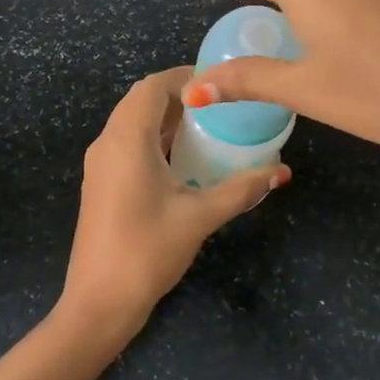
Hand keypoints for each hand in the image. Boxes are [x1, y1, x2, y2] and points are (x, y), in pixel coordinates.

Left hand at [61, 67, 287, 339]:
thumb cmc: (147, 250)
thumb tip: (281, 171)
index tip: (220, 82)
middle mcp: (107, 142)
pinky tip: (185, 160)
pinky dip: (155, 140)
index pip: (152, 86)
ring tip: (209, 127)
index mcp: (127, 139)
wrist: (98, 302)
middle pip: (141, 100)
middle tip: (220, 105)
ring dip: (166, 119)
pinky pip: (128, 144)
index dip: (184, 77)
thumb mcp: (200, 217)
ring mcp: (100, 164)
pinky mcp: (101, 183)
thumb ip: (241, 189)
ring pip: (132, 123)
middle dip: (179, 96)